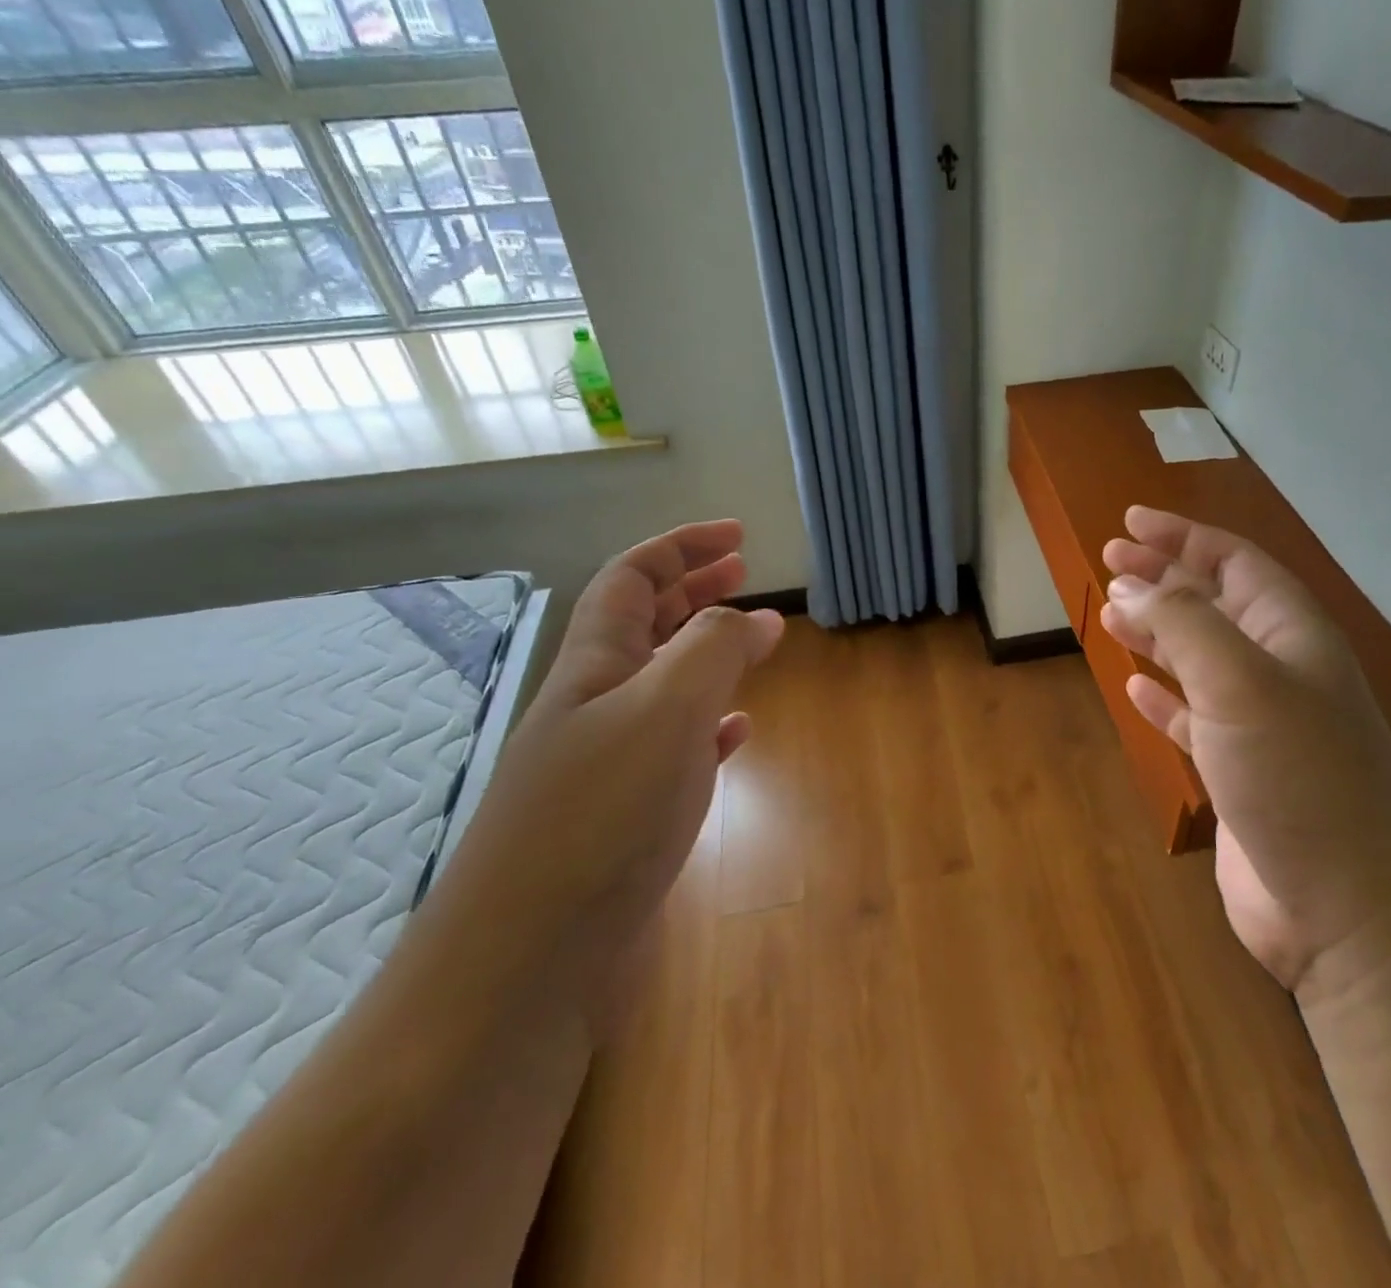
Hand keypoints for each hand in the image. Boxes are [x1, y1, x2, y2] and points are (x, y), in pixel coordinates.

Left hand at [437, 520, 782, 1020]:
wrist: (525, 961)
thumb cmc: (598, 817)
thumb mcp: (665, 712)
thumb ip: (714, 651)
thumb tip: (759, 616)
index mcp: (596, 665)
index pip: (633, 577)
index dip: (682, 546)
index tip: (738, 536)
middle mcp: (596, 703)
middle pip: (645, 623)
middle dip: (693, 588)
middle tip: (745, 573)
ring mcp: (608, 760)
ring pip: (663, 683)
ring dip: (705, 652)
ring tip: (752, 642)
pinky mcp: (626, 813)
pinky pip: (677, 744)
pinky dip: (710, 723)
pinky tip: (737, 731)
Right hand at [1100, 507, 1390, 994]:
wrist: (1348, 909)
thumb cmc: (1299, 776)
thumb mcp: (1239, 682)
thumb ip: (1182, 625)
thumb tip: (1130, 587)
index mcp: (1291, 634)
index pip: (1233, 562)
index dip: (1182, 536)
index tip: (1129, 523)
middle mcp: (1279, 670)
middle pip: (1214, 604)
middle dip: (1163, 578)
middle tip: (1109, 562)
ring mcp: (1260, 724)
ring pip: (1199, 658)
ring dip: (1157, 632)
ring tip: (1112, 614)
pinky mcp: (1239, 773)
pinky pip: (1193, 717)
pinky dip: (1163, 697)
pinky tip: (1136, 687)